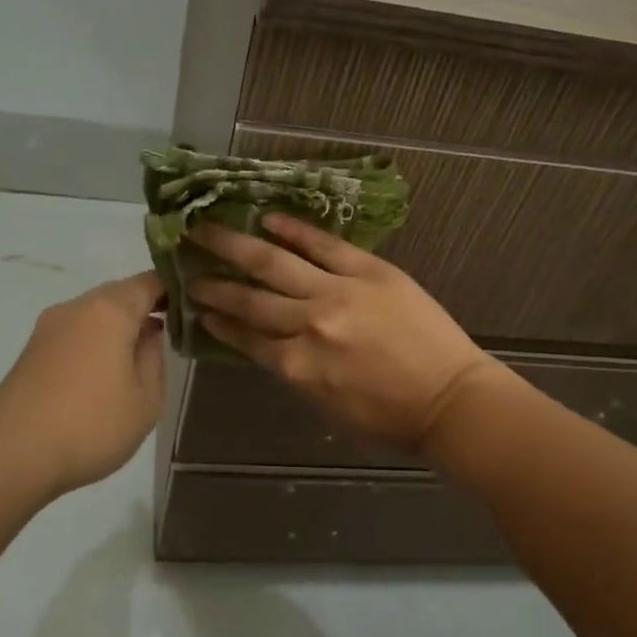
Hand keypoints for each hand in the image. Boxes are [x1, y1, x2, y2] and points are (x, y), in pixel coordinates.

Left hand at [0, 272, 166, 496]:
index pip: (148, 282)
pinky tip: (102, 374)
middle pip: (118, 295)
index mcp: (109, 311)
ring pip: (93, 315)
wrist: (11, 456)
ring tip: (136, 359)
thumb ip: (154, 358)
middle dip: (144, 308)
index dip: (172, 290)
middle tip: (168, 335)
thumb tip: (149, 334)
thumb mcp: (146, 400)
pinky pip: (73, 334)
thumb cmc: (91, 426)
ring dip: (117, 328)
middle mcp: (75, 308)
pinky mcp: (30, 352)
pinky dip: (94, 343)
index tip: (190, 308)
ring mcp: (47, 329)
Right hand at [186, 216, 504, 452]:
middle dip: (213, 284)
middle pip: (249, 298)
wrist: (449, 399)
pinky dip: (294, 230)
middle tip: (187, 267)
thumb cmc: (388, 417)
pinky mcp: (370, 271)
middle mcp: (308, 326)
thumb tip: (266, 343)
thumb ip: (292, 370)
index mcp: (296, 367)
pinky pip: (324, 244)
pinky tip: (269, 219)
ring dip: (235, 246)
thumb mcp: (326, 405)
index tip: (195, 307)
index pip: (244, 337)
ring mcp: (339, 292)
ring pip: (274, 264)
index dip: (216, 322)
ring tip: (206, 231)